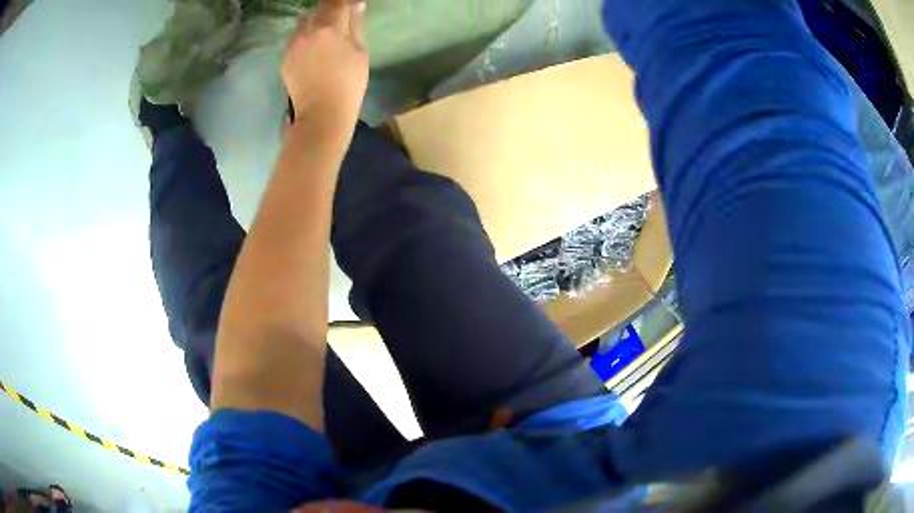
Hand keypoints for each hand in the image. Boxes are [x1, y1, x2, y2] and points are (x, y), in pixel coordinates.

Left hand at [282, 0, 367, 128]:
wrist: (321, 114)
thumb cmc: (348, 84)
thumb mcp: (360, 52)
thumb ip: (356, 25)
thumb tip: (356, 5)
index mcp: (329, 28)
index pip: (337, 2)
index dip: (345, 2)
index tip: (352, 4)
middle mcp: (307, 31)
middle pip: (318, 9)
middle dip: (329, 10)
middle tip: (340, 18)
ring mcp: (292, 44)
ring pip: (304, 22)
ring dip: (315, 22)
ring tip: (325, 33)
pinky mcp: (285, 57)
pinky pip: (296, 38)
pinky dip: (305, 37)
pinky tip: (314, 48)